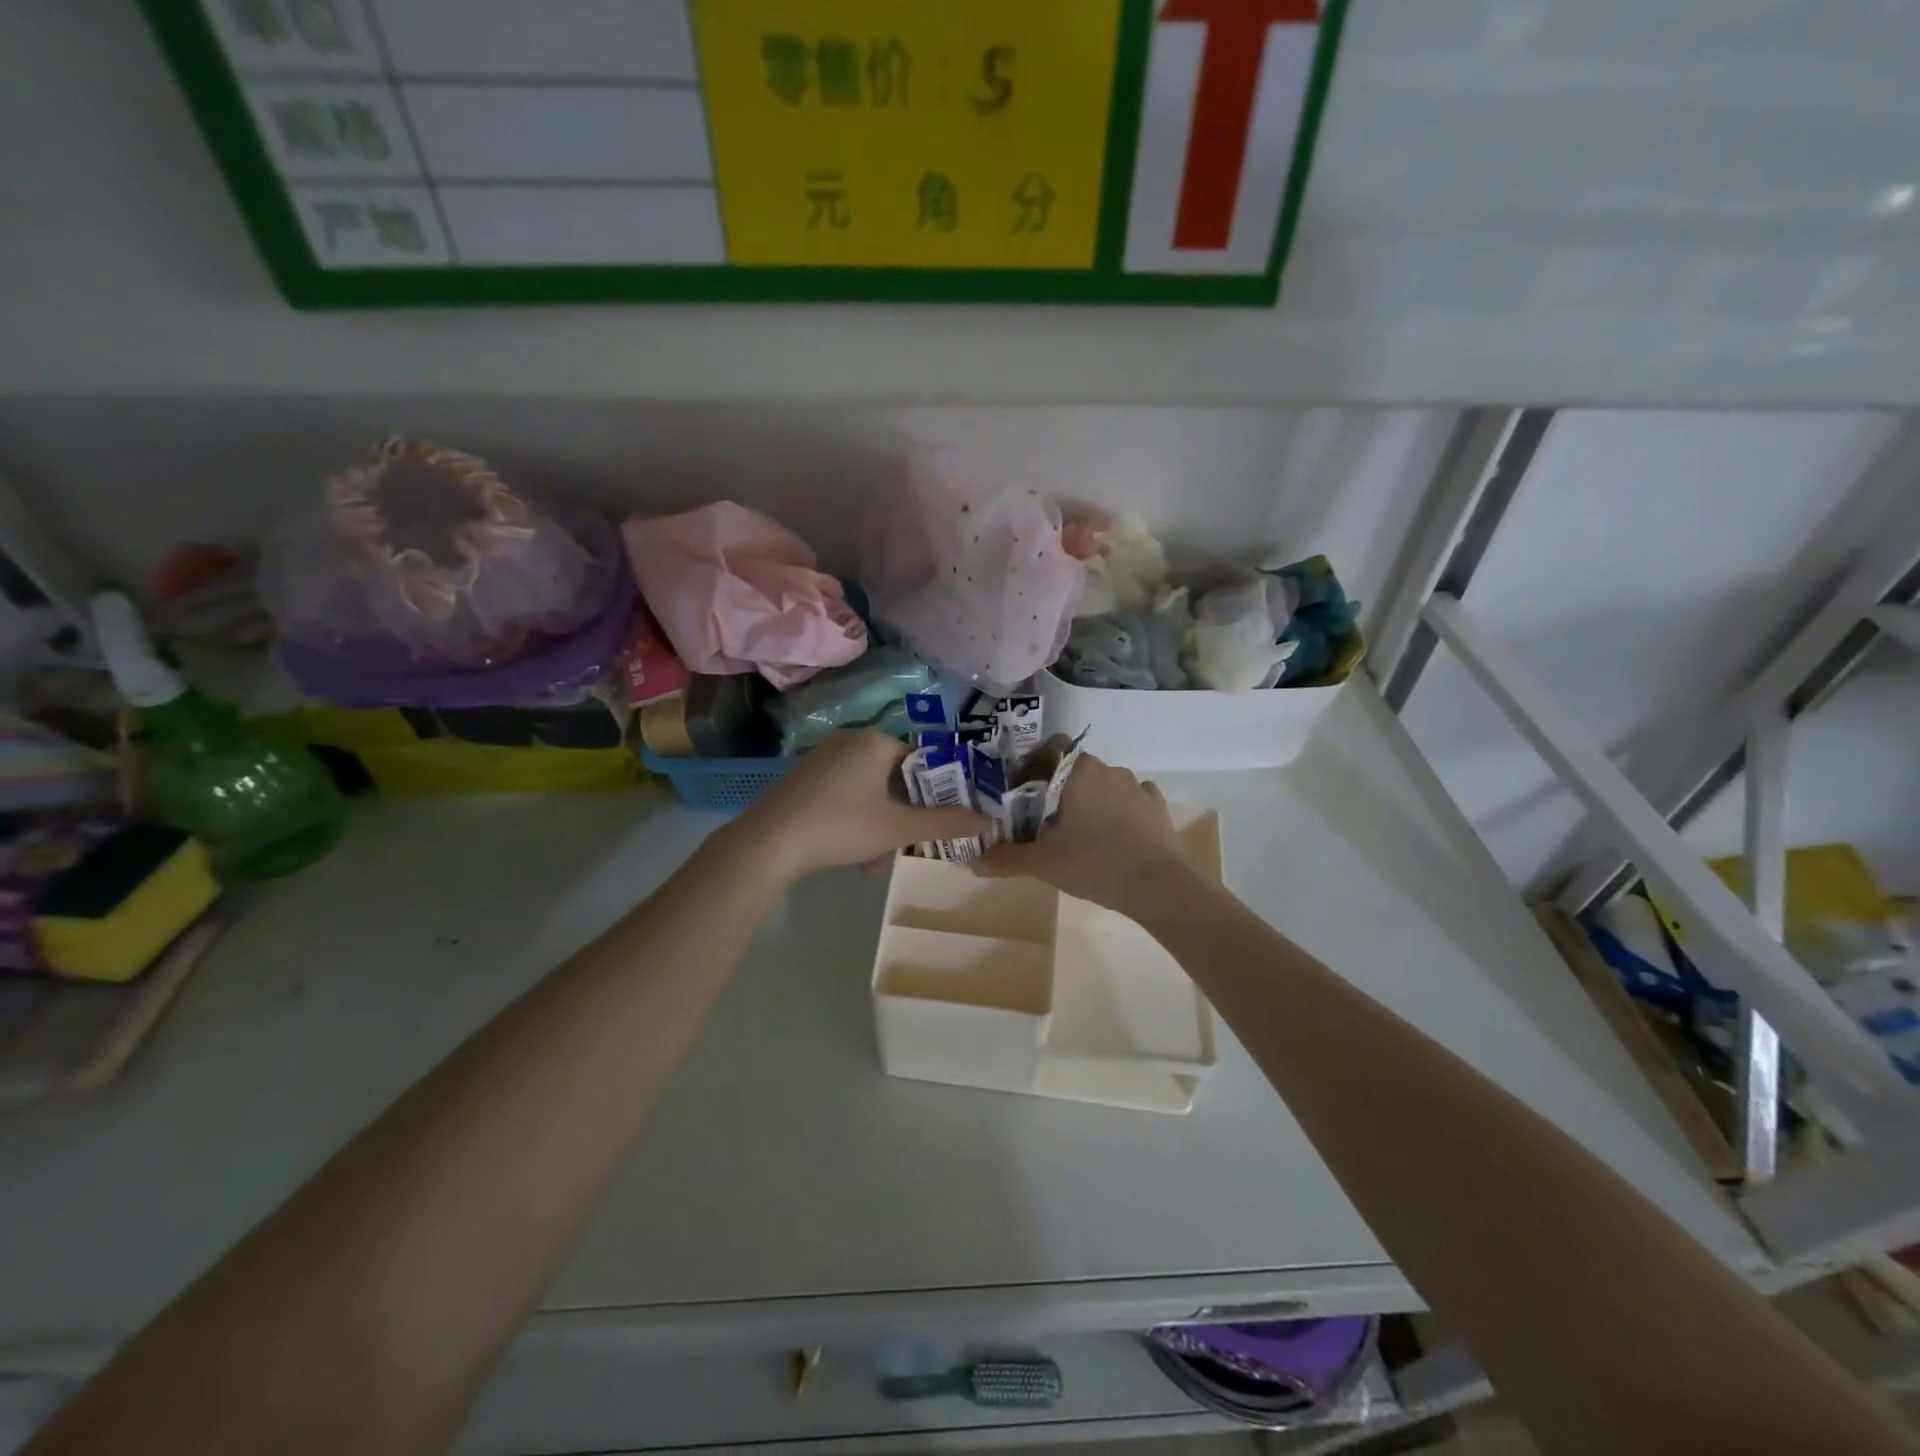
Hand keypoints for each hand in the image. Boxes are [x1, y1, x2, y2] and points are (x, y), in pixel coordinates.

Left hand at [741, 730, 987, 882]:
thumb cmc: (841, 825)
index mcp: (876, 741)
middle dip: (903, 818)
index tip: (942, 820)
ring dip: (880, 828)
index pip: (922, 759)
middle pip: (895, 779)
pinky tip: (854, 858)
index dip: (938, 791)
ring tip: (874, 865)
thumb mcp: (898, 828)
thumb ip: (945, 823)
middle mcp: (850, 741)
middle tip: (906, 848)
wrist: (769, 842)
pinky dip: (855, 823)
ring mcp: (824, 759)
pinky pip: (845, 796)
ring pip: (870, 793)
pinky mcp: (805, 779)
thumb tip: (988, 822)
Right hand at [975, 754, 1195, 912]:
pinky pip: (1131, 800)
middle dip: (1061, 790)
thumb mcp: (1043, 864)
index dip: (1035, 766)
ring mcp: (1137, 786)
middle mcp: (1108, 769)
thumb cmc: (1094, 863)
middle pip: (1076, 769)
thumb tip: (974, 862)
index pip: (1051, 748)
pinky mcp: (1157, 806)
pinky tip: (1114, 835)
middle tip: (1046, 821)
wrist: (1158, 886)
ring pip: (1104, 784)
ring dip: (1091, 800)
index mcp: (1078, 771)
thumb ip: (1006, 858)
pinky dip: (1120, 812)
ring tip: (1081, 833)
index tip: (1025, 793)